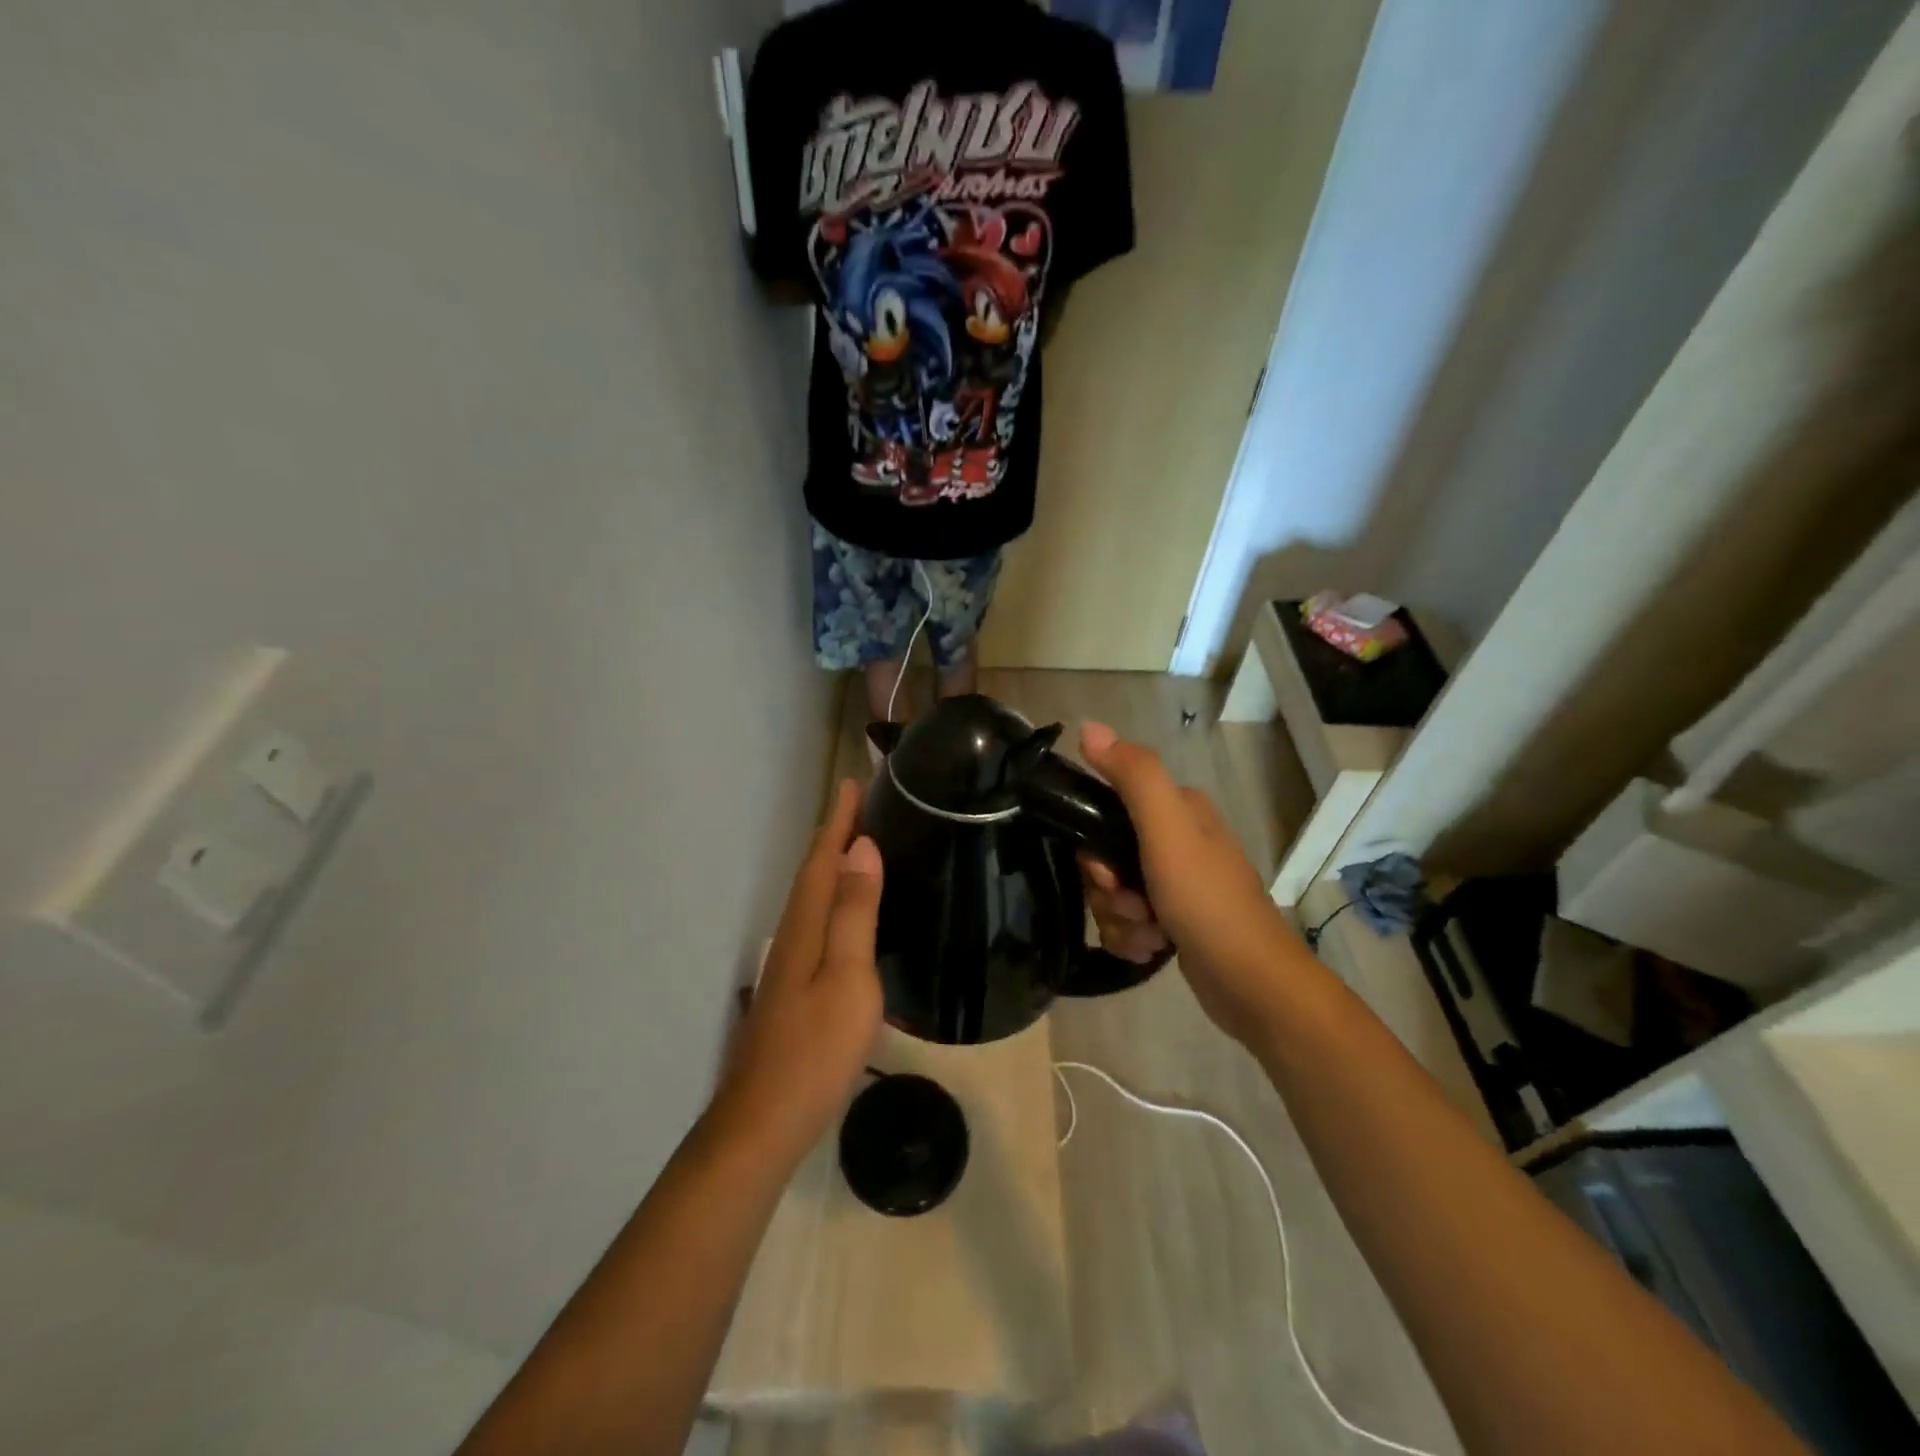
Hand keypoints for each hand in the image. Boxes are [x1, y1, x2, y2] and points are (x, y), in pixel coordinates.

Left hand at [712, 780, 883, 1161]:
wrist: (764, 1121)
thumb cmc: (815, 1049)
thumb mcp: (848, 977)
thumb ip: (855, 913)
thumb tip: (862, 848)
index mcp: (806, 926)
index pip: (824, 859)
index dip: (839, 821)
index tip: (854, 781)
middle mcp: (792, 936)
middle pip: (813, 873)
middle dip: (834, 835)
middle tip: (861, 805)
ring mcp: (789, 965)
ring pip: (812, 898)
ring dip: (833, 865)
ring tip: (858, 845)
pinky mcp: (794, 988)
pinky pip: (817, 923)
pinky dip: (833, 901)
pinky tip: (846, 914)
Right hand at [1077, 721, 1299, 1045]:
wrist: (1251, 983)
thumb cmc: (1207, 901)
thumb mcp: (1167, 831)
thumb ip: (1133, 776)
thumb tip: (1089, 727)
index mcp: (1179, 810)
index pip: (1107, 810)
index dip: (1094, 846)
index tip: (1106, 874)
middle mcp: (1177, 840)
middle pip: (1106, 856)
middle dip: (1106, 889)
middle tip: (1131, 906)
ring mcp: (1176, 882)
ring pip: (1113, 892)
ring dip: (1119, 919)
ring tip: (1148, 936)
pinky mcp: (1174, 920)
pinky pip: (1128, 921)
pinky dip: (1131, 937)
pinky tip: (1150, 950)